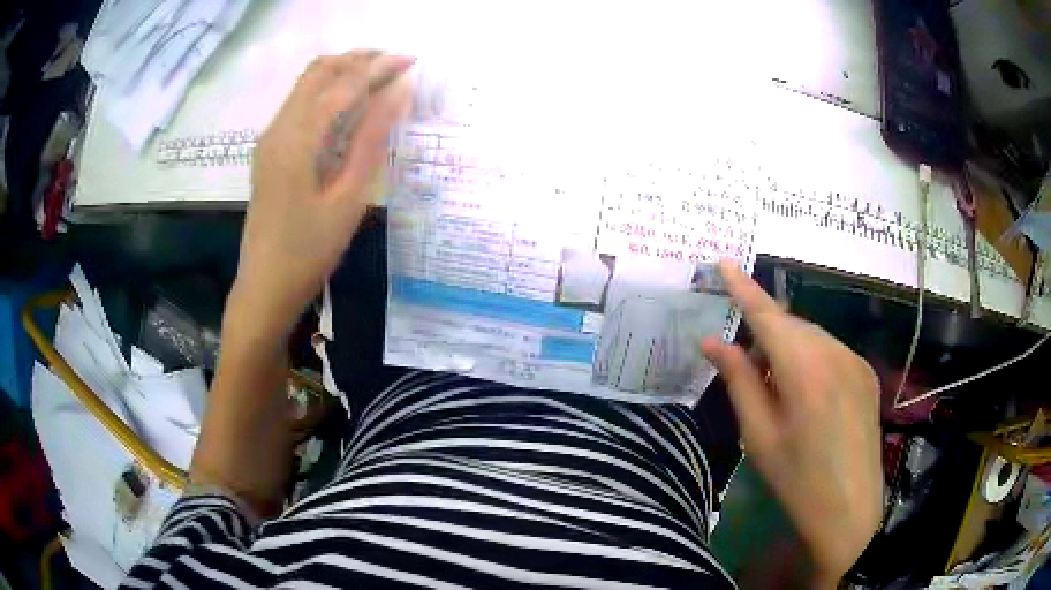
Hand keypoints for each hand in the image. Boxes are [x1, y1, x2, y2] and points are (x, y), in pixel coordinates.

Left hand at [231, 51, 413, 334]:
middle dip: (359, 60)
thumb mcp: (348, 199)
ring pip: (306, 84)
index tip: (413, 61)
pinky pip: (299, 103)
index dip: (379, 68)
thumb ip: (371, 140)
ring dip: (342, 72)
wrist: (264, 287)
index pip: (343, 84)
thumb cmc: (309, 252)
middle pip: (319, 71)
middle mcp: (279, 128)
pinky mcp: (269, 151)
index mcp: (298, 139)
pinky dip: (327, 91)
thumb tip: (398, 93)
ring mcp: (270, 139)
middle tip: (397, 66)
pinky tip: (348, 107)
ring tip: (379, 79)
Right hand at [701, 261, 882, 586]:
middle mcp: (834, 352)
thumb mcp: (758, 435)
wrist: (850, 509)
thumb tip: (712, 342)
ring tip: (780, 394)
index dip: (743, 287)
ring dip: (789, 350)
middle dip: (766, 336)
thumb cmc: (797, 479)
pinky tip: (809, 399)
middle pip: (790, 326)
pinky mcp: (866, 374)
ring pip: (811, 337)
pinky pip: (831, 352)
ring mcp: (855, 361)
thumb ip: (739, 381)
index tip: (724, 261)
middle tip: (748, 373)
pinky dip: (811, 360)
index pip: (767, 314)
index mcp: (804, 368)